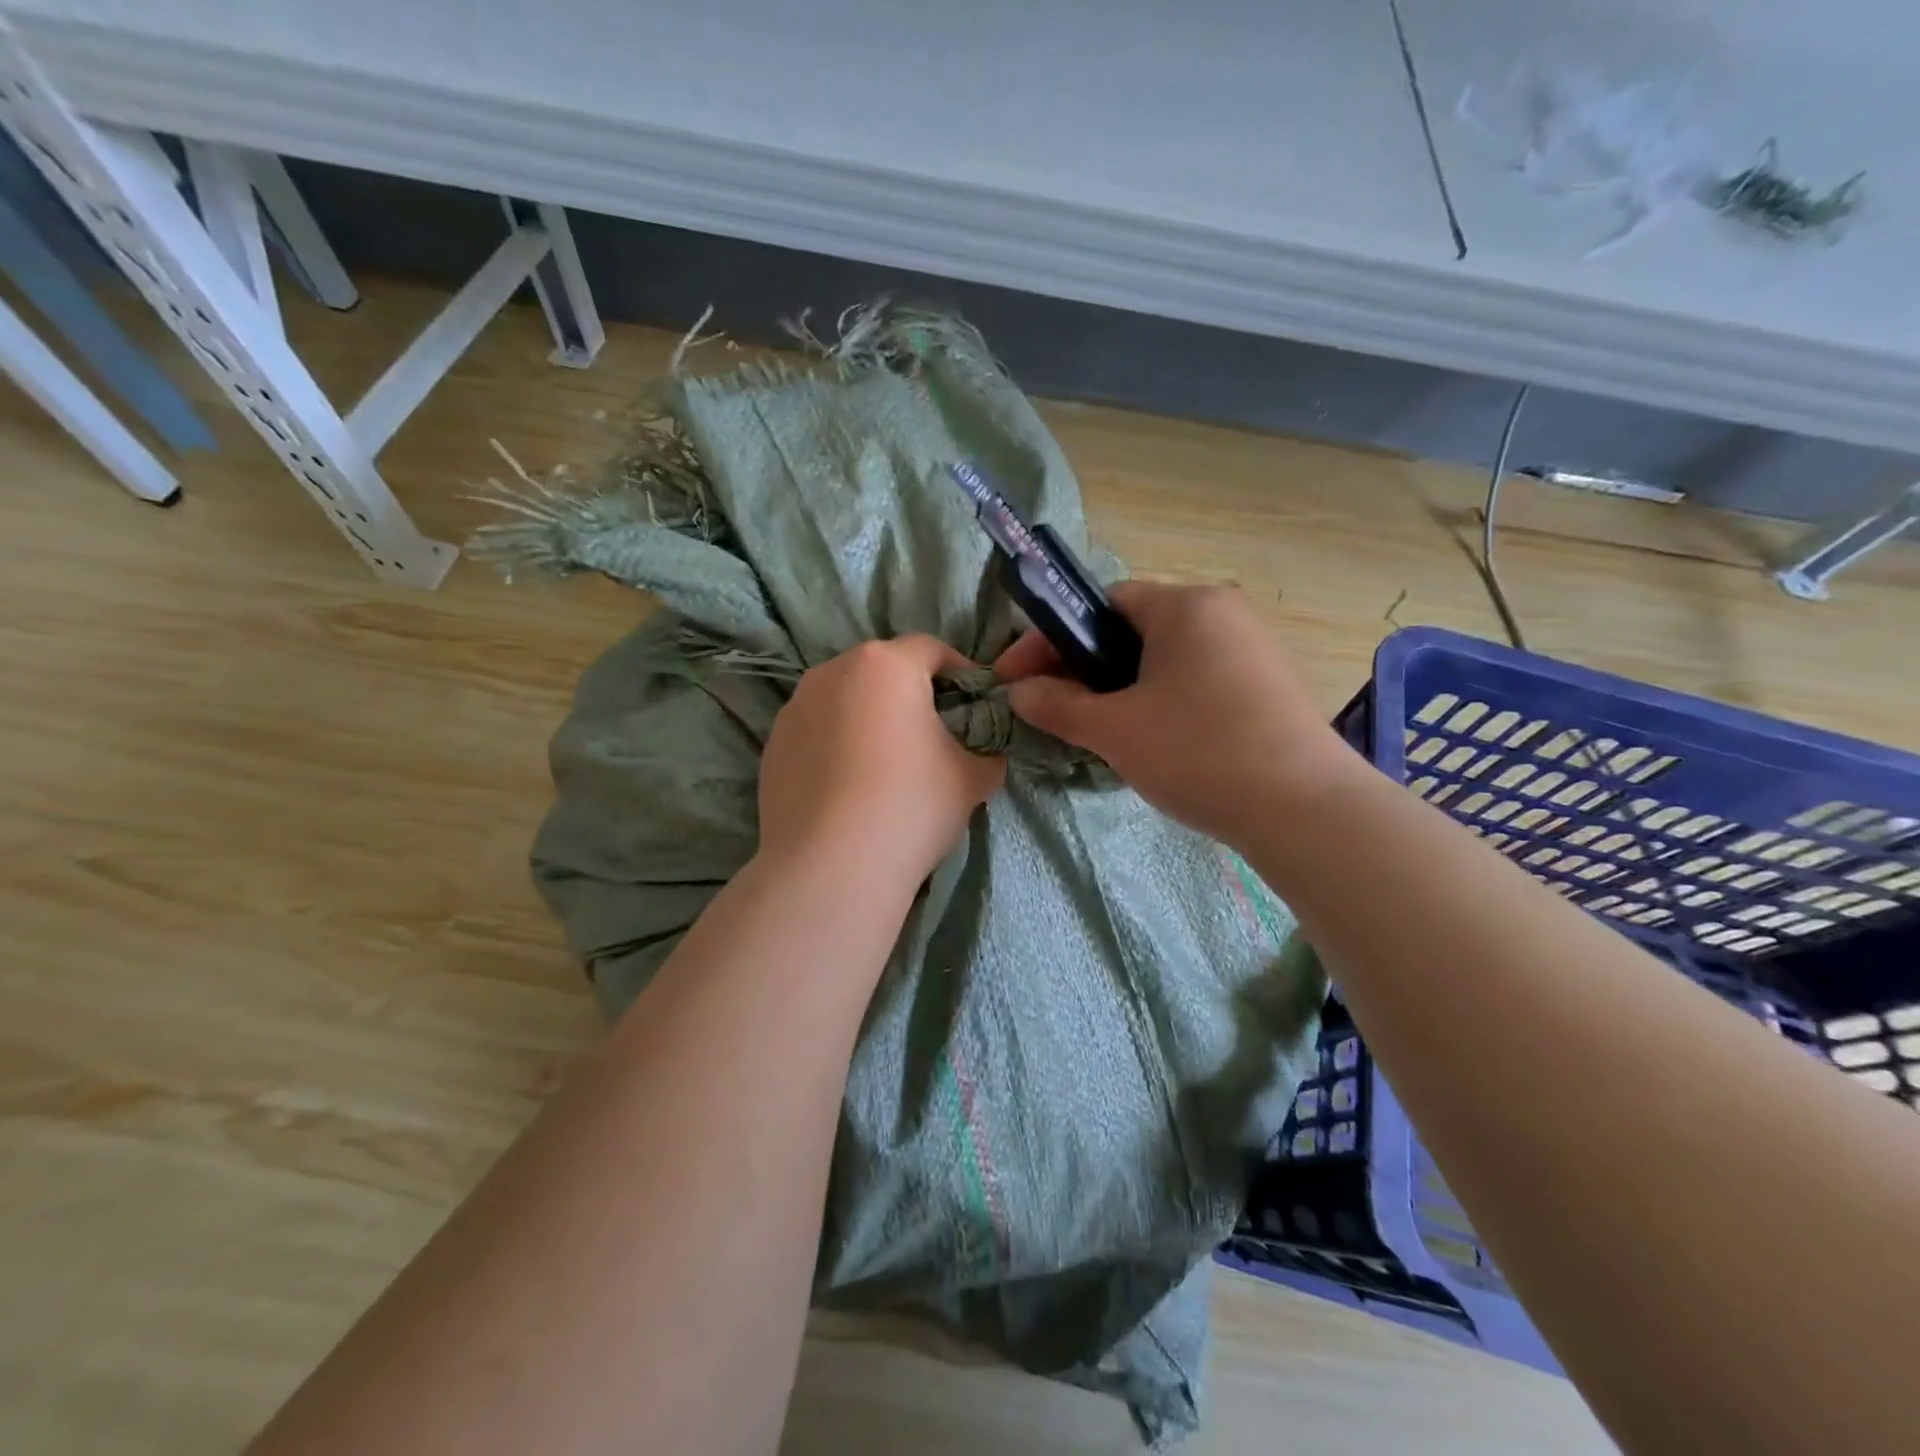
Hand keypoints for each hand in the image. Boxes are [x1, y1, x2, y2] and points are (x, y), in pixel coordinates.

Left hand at [758, 636, 1005, 894]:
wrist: (831, 867)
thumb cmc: (911, 805)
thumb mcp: (973, 778)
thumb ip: (988, 752)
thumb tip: (986, 753)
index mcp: (886, 664)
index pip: (932, 649)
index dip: (960, 672)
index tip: (974, 704)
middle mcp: (833, 671)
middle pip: (883, 670)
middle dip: (910, 694)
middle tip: (932, 735)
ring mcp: (794, 707)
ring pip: (845, 699)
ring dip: (869, 718)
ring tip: (885, 765)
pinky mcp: (772, 745)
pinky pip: (816, 731)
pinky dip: (836, 745)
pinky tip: (848, 788)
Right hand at [997, 582, 1348, 844]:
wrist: (1304, 810)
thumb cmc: (1198, 752)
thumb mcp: (1115, 730)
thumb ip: (1057, 705)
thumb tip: (1017, 692)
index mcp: (1184, 606)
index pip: (1101, 604)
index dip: (1052, 639)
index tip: (1016, 677)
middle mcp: (1221, 613)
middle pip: (1133, 630)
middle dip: (1084, 667)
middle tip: (1053, 707)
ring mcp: (1251, 649)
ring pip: (1163, 659)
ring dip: (1120, 688)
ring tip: (1096, 729)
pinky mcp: (1266, 686)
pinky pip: (1194, 680)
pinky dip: (1159, 700)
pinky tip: (1150, 741)